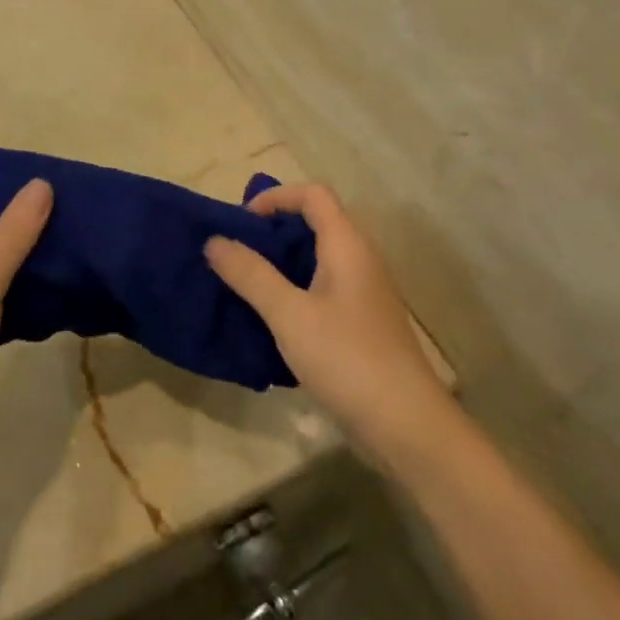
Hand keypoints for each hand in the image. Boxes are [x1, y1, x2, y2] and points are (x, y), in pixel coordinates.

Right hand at [205, 183, 450, 447]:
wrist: (405, 424)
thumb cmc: (347, 359)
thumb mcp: (290, 315)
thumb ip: (251, 275)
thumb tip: (214, 241)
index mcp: (348, 246)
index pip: (313, 195)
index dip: (275, 197)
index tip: (240, 224)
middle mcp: (360, 260)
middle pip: (316, 222)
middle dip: (272, 230)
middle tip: (235, 252)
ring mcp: (363, 293)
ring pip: (317, 258)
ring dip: (280, 262)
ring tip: (243, 281)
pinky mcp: (360, 322)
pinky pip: (321, 288)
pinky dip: (293, 289)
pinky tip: (269, 316)